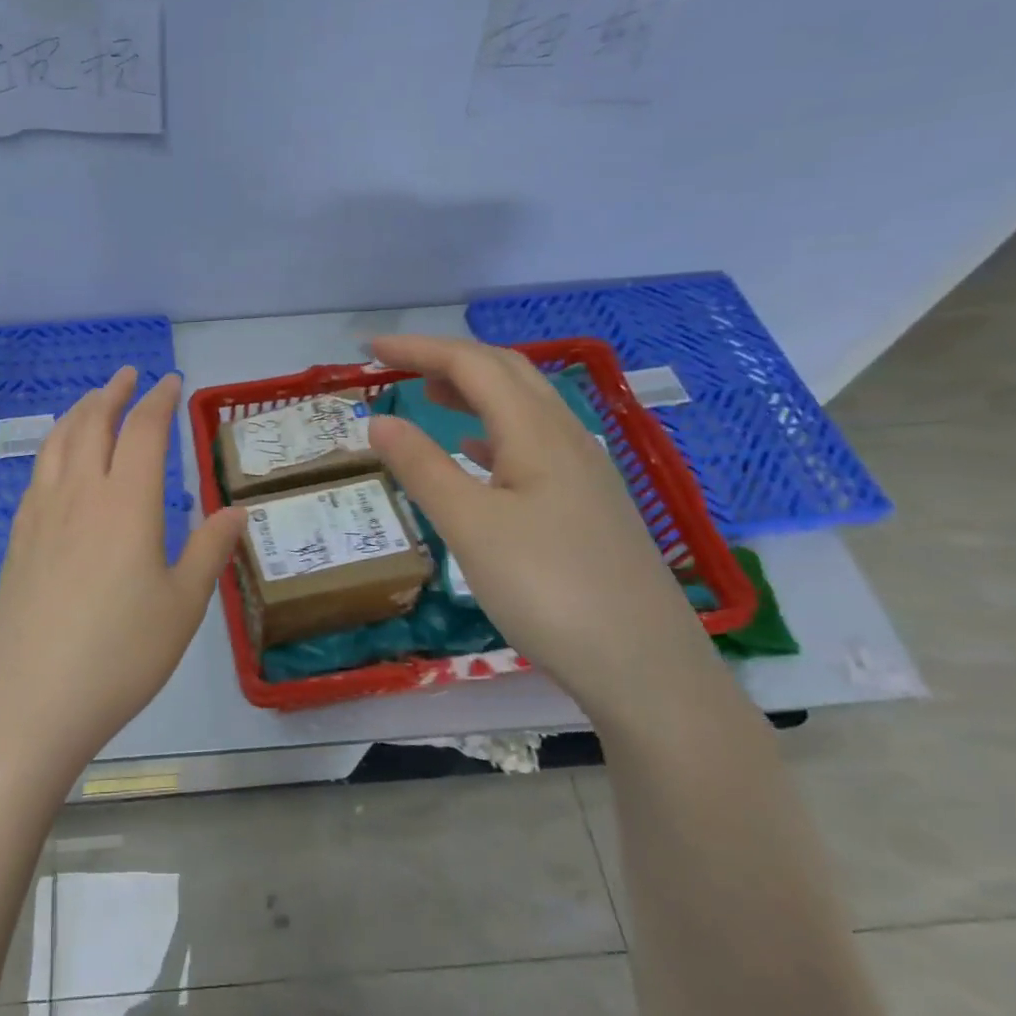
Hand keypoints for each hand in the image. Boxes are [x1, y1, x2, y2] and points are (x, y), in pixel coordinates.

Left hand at [0, 368, 245, 775]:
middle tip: (128, 375)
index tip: (170, 382)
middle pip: (92, 423)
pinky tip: (59, 462)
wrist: (26, 700)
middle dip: (113, 393)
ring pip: (57, 442)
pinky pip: (37, 472)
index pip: (143, 431)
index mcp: (126, 503)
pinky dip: (53, 447)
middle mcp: (80, 494)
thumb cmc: (118, 655)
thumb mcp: (182, 607)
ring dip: (78, 412)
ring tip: (92, 402)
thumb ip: (209, 551)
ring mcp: (41, 515)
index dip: (158, 400)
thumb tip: (236, 510)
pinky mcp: (17, 540)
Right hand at [366, 334, 713, 711]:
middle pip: (507, 373)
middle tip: (398, 366)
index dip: (419, 349)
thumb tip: (378, 420)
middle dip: (449, 359)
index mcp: (537, 433)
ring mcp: (584, 472)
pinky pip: (535, 444)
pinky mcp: (589, 505)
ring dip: (475, 391)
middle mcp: (567, 438)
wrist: (645, 667)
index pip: (473, 365)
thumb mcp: (471, 527)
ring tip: (431, 395)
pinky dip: (495, 432)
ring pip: (525, 407)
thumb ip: (422, 468)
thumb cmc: (549, 590)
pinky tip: (477, 455)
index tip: (370, 349)